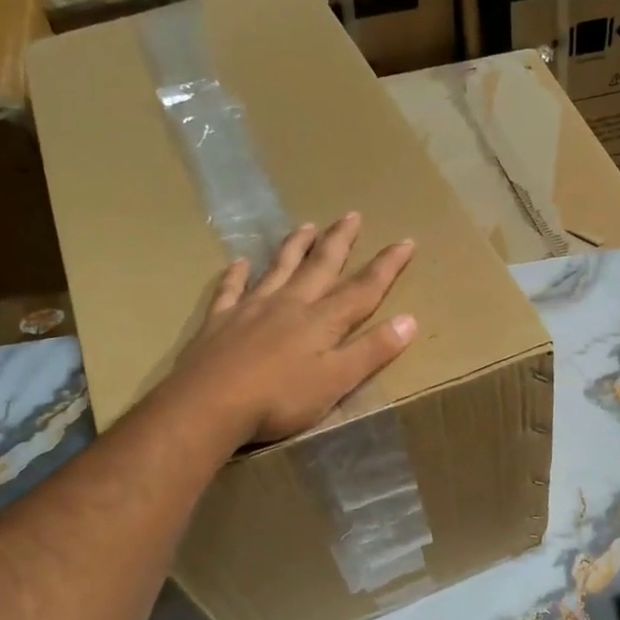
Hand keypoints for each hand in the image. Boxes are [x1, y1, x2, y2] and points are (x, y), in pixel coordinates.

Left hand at [169, 213, 417, 443]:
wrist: (209, 404)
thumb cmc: (280, 399)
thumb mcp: (336, 381)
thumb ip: (372, 351)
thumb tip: (410, 320)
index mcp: (322, 321)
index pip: (363, 289)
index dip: (387, 266)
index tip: (406, 241)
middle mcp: (290, 305)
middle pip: (320, 267)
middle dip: (339, 241)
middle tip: (352, 215)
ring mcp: (251, 309)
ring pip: (279, 269)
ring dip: (295, 247)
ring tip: (307, 226)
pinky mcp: (220, 321)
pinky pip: (231, 289)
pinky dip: (236, 274)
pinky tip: (239, 263)